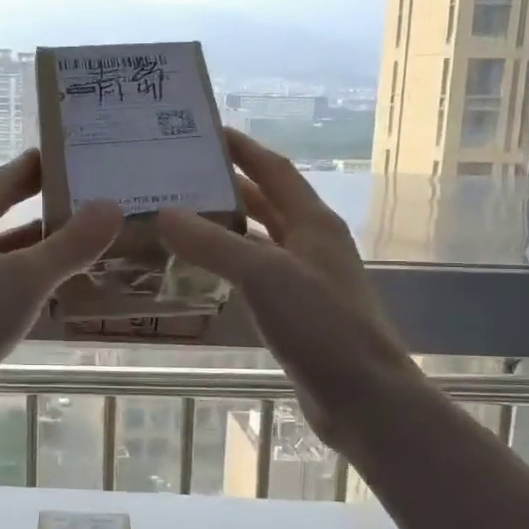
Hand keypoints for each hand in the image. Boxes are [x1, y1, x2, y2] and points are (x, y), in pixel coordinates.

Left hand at [0, 150, 121, 439]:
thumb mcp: (26, 279)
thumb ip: (71, 244)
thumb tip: (112, 206)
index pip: (13, 174)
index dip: (50, 164)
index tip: (91, 157)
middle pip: (11, 209)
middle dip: (54, 206)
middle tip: (103, 201)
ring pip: (10, 249)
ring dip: (47, 246)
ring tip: (96, 243)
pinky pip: (6, 281)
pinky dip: (34, 279)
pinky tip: (66, 289)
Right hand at [158, 129, 417, 452]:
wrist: (364, 397)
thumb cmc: (321, 325)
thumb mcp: (263, 276)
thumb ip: (212, 244)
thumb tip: (163, 215)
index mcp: (313, 222)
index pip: (273, 169)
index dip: (242, 148)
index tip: (203, 131)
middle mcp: (312, 243)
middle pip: (266, 201)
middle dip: (227, 185)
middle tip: (179, 175)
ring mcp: (306, 279)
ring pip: (259, 239)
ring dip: (225, 226)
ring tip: (178, 217)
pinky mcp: (297, 312)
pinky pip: (256, 274)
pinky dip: (229, 264)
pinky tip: (201, 271)